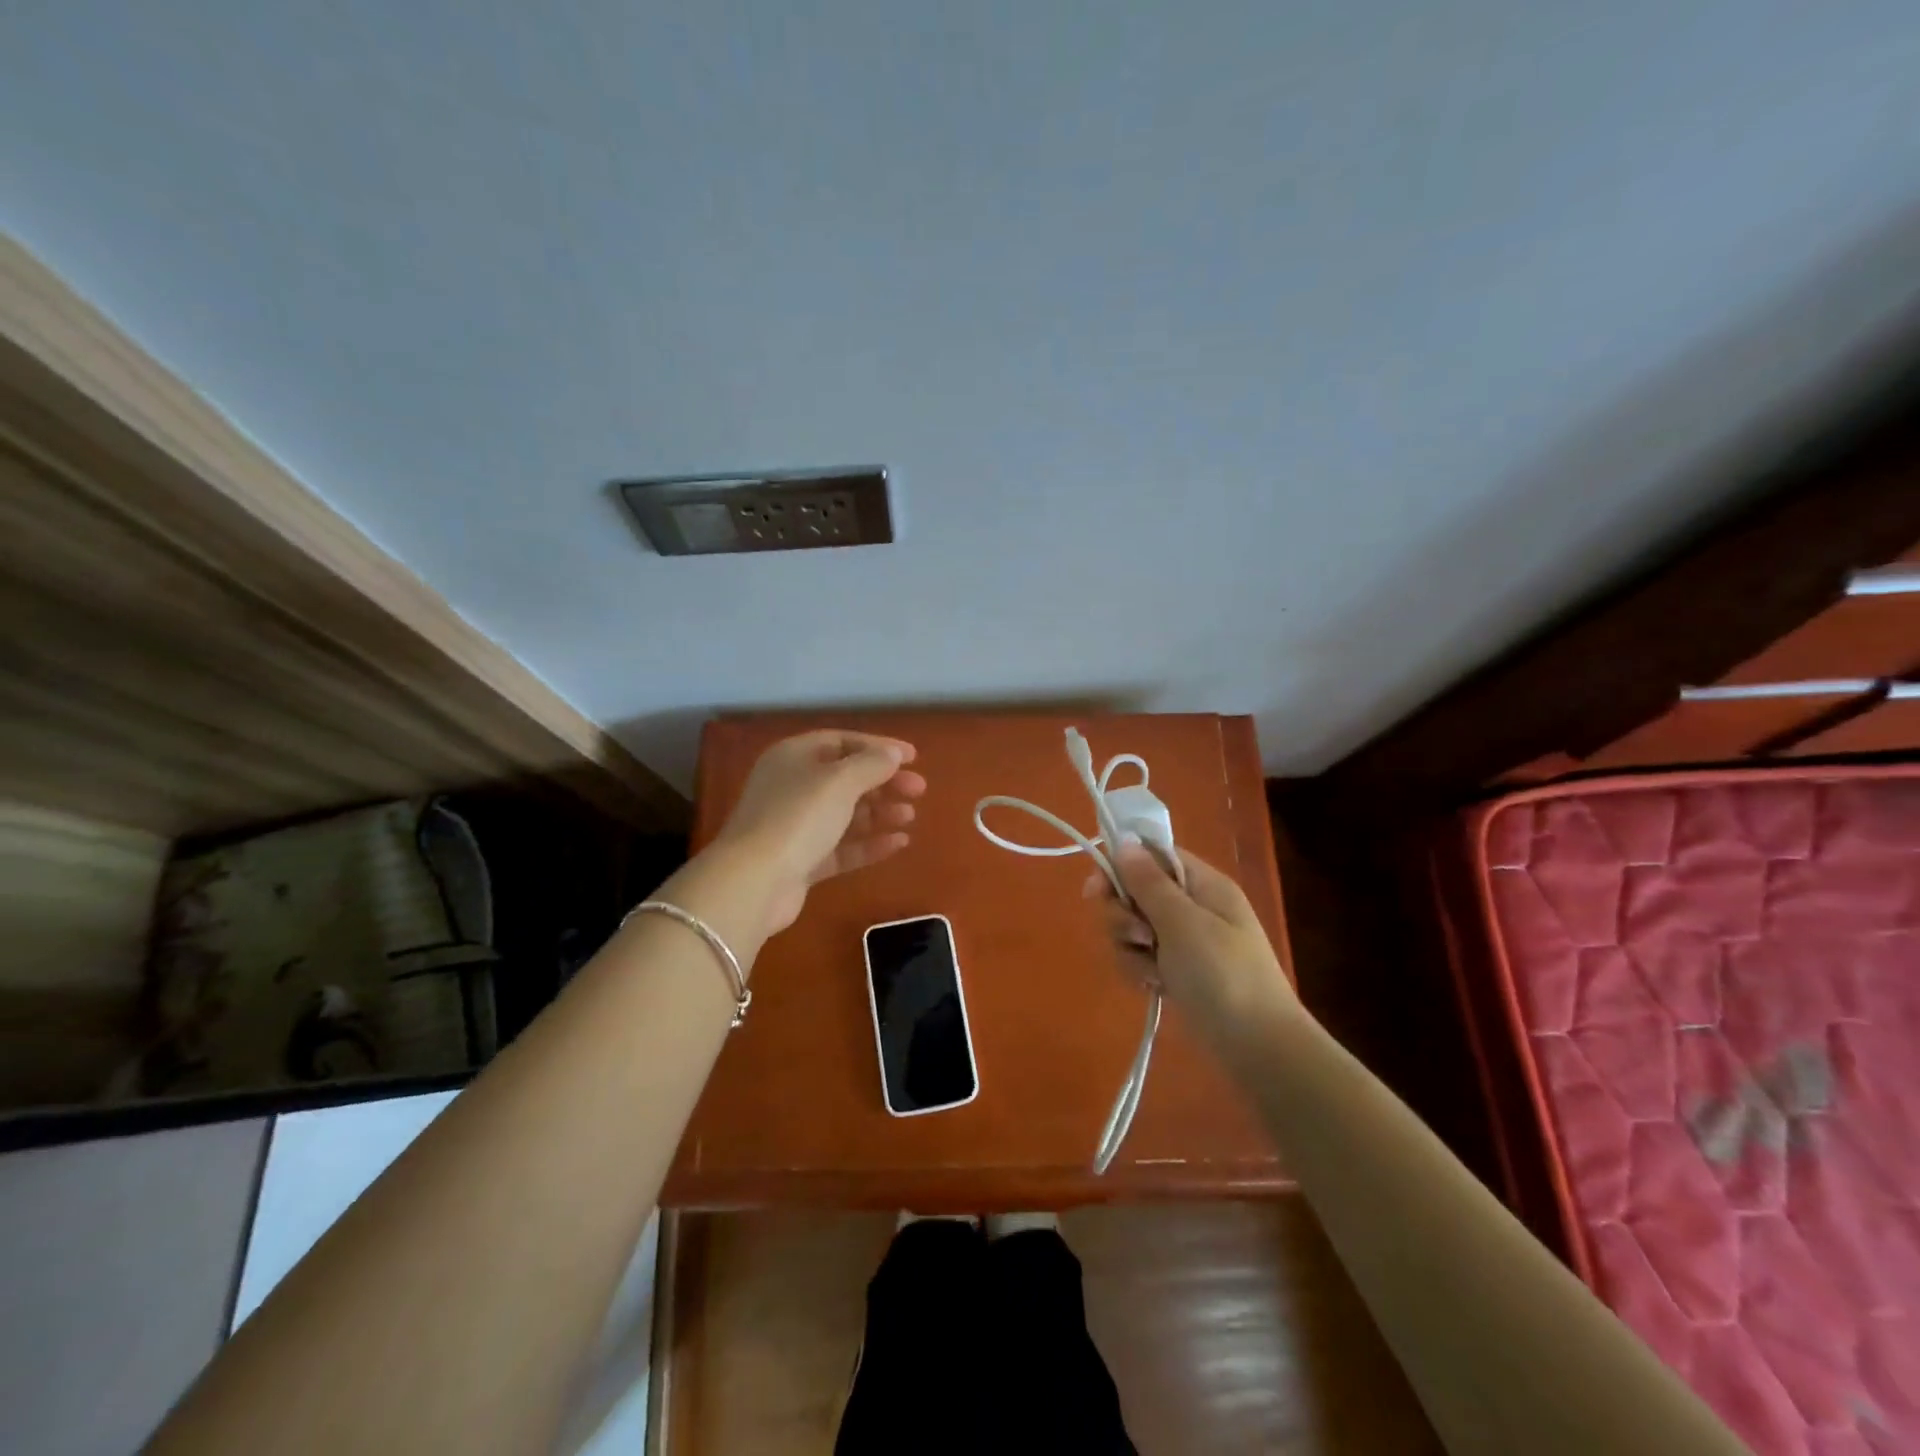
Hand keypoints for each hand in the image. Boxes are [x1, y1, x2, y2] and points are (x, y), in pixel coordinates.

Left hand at [713, 731, 926, 934]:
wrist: (755, 882)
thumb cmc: (798, 817)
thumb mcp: (840, 781)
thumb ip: (871, 764)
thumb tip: (893, 754)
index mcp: (794, 757)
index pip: (842, 742)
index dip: (878, 747)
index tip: (913, 758)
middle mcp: (792, 787)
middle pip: (846, 778)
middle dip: (883, 782)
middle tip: (918, 789)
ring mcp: (795, 827)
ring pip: (845, 814)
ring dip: (879, 812)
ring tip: (910, 815)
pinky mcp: (802, 862)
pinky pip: (842, 847)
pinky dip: (869, 844)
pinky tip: (899, 843)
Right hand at [1084, 843, 1296, 1026]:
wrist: (1258, 1048)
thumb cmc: (1223, 975)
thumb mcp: (1182, 922)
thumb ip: (1148, 882)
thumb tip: (1125, 841)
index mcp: (1202, 884)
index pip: (1153, 855)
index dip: (1121, 866)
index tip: (1098, 889)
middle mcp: (1191, 906)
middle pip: (1135, 891)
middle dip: (1123, 915)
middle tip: (1138, 937)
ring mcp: (1184, 941)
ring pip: (1132, 927)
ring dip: (1129, 947)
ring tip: (1152, 971)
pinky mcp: (1177, 971)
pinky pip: (1141, 956)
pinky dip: (1140, 970)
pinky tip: (1153, 986)